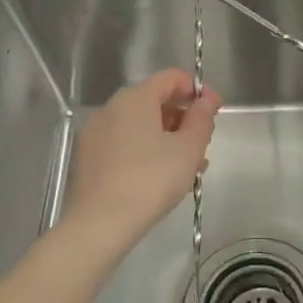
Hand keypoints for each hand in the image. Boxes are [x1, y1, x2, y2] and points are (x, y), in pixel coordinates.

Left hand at [63, 69, 220, 248]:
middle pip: (154, 101)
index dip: (197, 90)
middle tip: (203, 145)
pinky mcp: (87, 159)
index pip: (171, 78)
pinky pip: (124, 144)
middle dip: (183, 119)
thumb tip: (207, 100)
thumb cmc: (151, 180)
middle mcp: (111, 108)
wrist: (99, 225)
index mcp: (135, 98)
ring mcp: (95, 134)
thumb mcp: (189, 148)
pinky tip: (159, 178)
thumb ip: (202, 119)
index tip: (215, 111)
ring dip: (167, 138)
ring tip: (187, 168)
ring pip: (139, 126)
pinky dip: (145, 152)